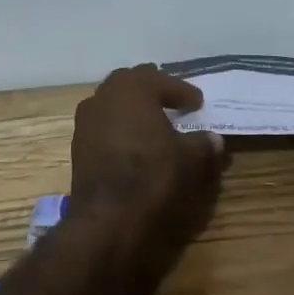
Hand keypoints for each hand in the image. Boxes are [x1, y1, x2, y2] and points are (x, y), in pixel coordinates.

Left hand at [70, 65, 225, 244]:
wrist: (109, 214)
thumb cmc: (153, 173)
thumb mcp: (189, 158)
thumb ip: (203, 143)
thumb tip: (215, 139)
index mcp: (132, 88)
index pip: (162, 80)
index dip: (183, 91)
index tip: (197, 102)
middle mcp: (104, 95)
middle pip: (131, 83)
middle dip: (152, 89)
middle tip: (171, 100)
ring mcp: (86, 119)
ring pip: (112, 103)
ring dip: (132, 108)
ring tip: (152, 121)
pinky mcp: (78, 143)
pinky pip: (103, 124)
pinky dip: (119, 127)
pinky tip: (132, 142)